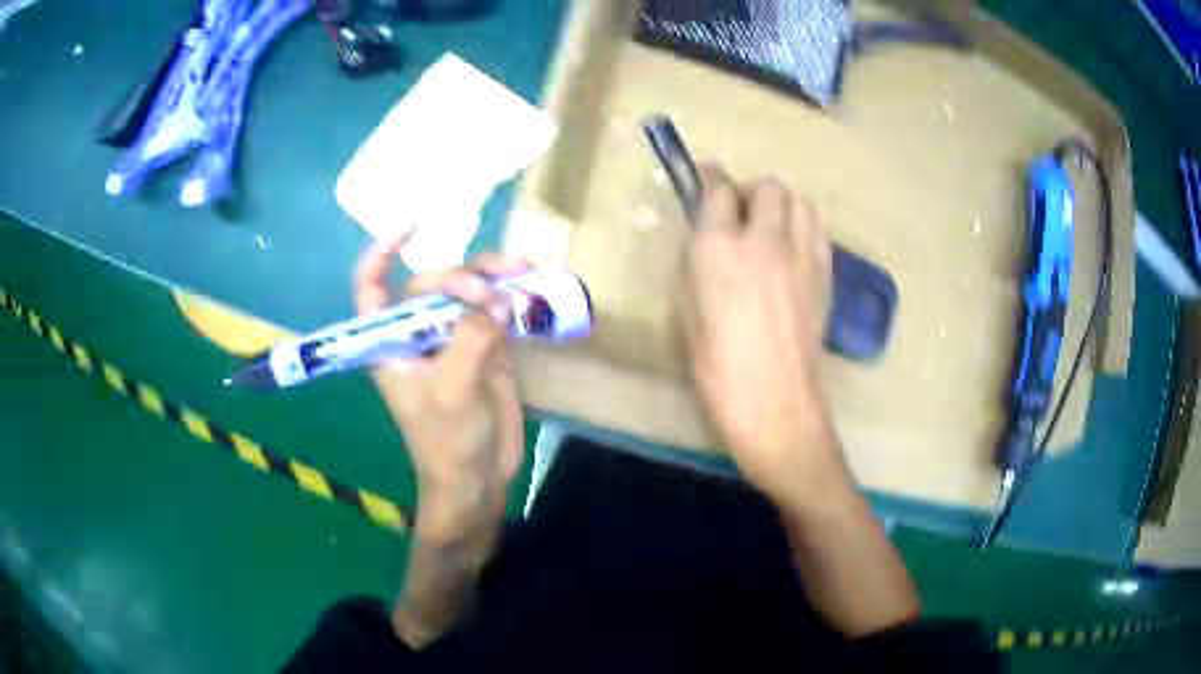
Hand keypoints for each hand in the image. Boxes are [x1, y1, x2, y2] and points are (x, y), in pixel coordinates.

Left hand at [354, 239, 530, 540]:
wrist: (477, 478)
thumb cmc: (446, 442)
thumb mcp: (451, 390)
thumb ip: (470, 339)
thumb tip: (500, 299)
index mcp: (391, 343)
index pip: (372, 289)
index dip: (380, 256)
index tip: (409, 230)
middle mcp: (418, 334)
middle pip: (432, 283)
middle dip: (462, 278)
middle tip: (493, 294)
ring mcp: (453, 339)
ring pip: (468, 292)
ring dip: (494, 277)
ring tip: (524, 270)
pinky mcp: (485, 348)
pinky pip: (496, 311)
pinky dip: (514, 298)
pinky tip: (533, 288)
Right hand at [681, 166, 841, 501]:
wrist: (774, 401)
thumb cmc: (716, 366)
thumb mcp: (686, 310)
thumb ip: (696, 262)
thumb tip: (705, 236)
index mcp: (719, 247)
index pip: (718, 188)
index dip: (709, 177)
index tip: (704, 176)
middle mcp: (764, 239)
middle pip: (768, 186)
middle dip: (751, 191)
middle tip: (740, 213)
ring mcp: (801, 255)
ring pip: (799, 202)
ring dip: (781, 205)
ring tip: (770, 227)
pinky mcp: (825, 274)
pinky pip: (817, 231)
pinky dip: (803, 228)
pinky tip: (792, 249)